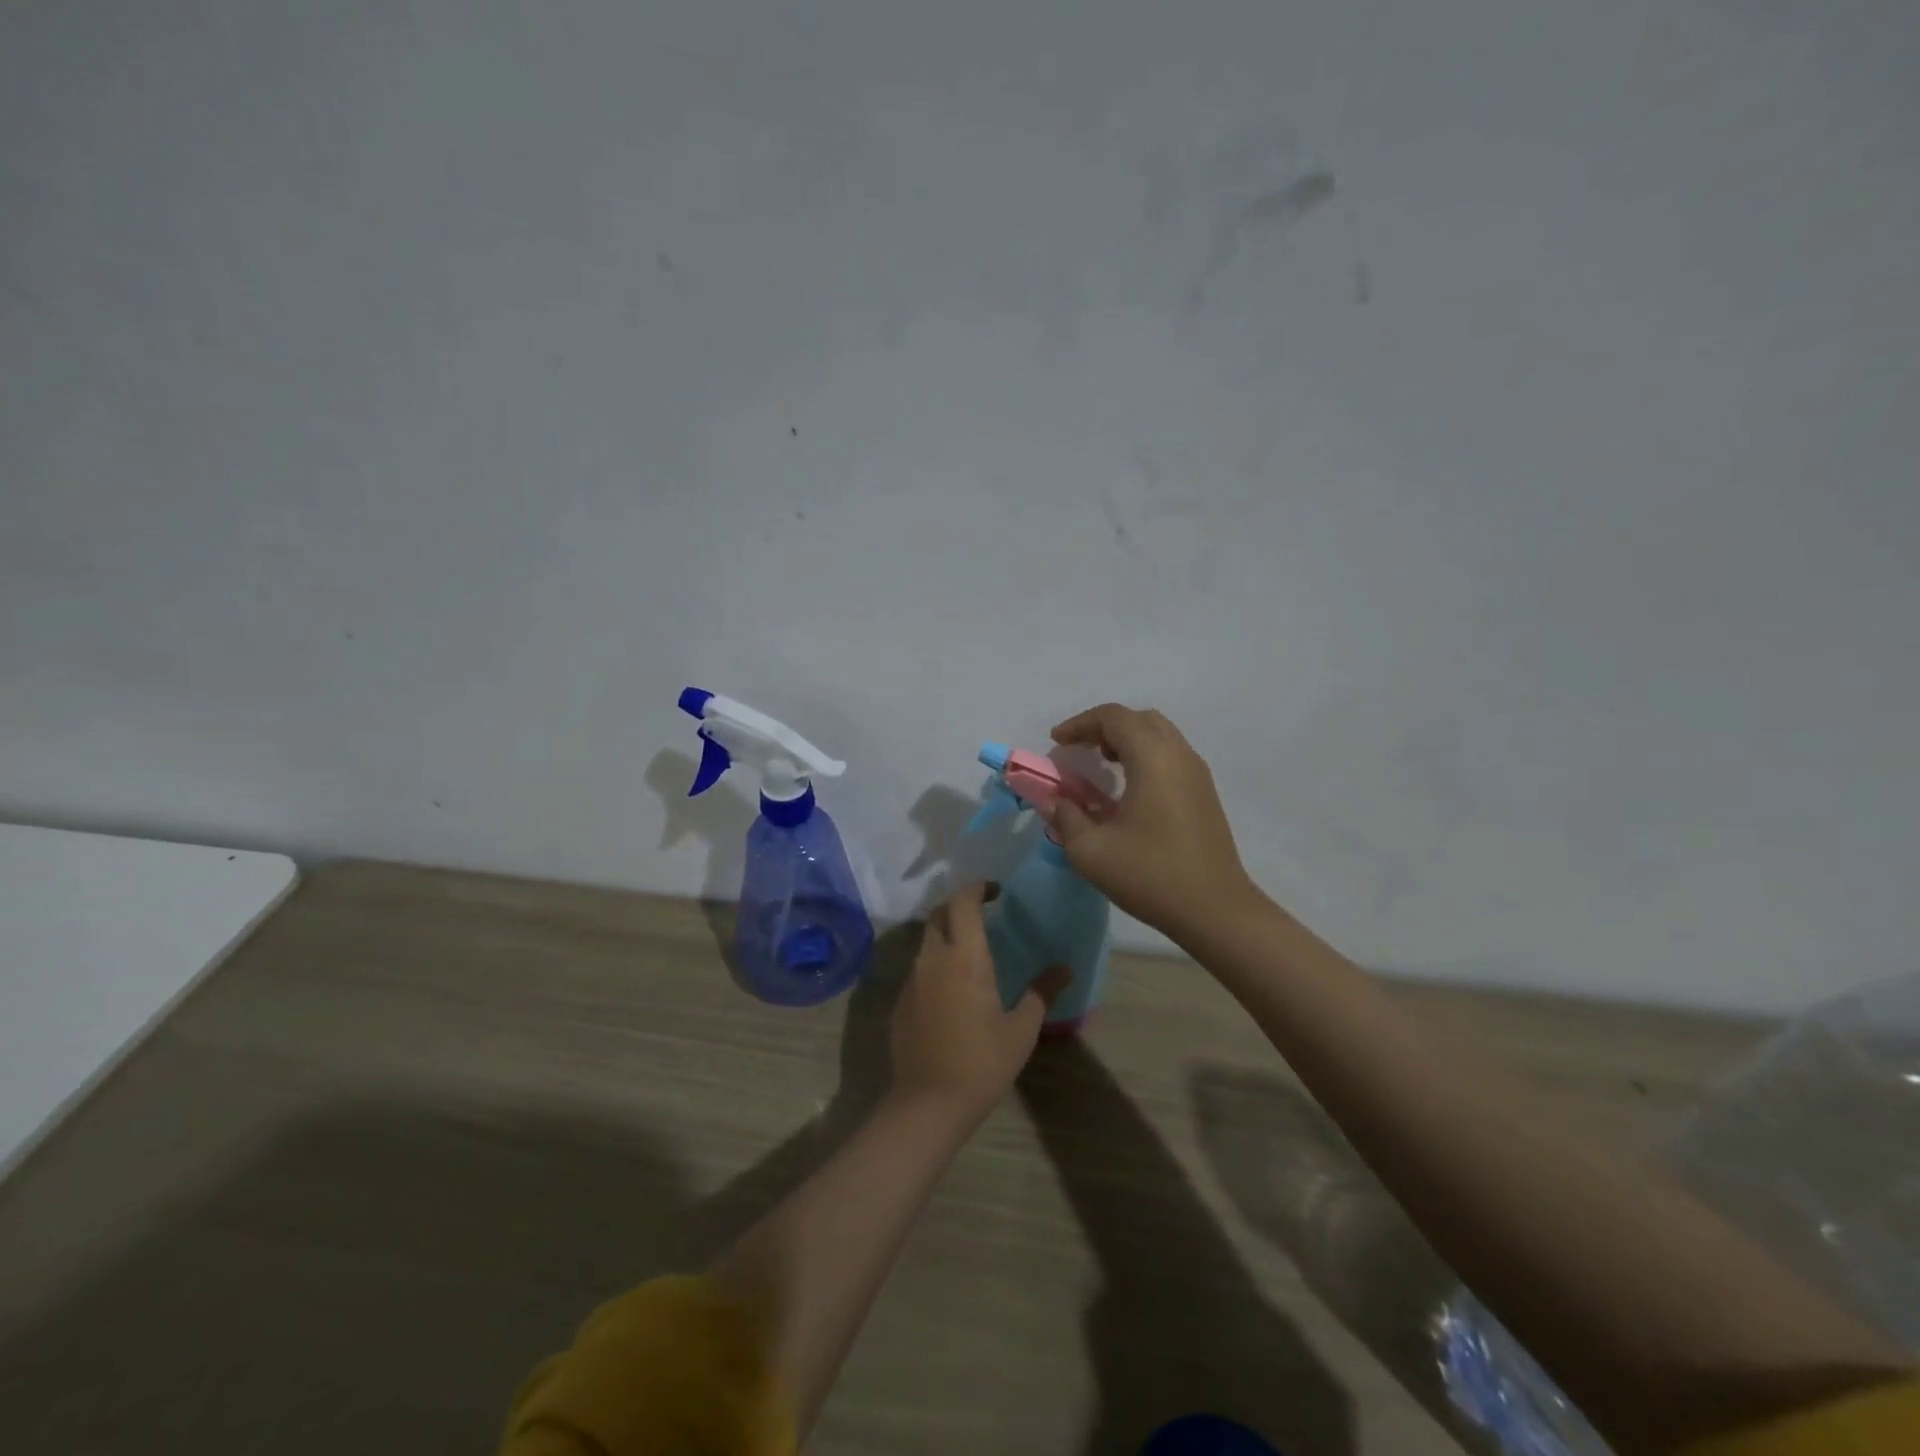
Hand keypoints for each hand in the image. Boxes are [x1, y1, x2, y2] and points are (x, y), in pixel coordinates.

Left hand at [890, 883, 1069, 1123]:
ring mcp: (912, 980)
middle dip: (958, 906)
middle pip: (939, 914)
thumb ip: (1041, 993)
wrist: (928, 1104)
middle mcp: (933, 959)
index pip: (963, 903)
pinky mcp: (901, 1001)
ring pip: (927, 941)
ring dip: (946, 935)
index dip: (976, 888)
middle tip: (983, 914)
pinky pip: (919, 969)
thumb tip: (1064, 969)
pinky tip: (952, 989)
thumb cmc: (982, 1063)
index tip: (994, 890)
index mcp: (965, 958)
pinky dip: (936, 963)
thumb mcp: (1021, 1030)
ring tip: (971, 951)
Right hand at [1049, 704, 1264, 942]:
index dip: (1080, 724)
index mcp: (1152, 758)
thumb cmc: (1150, 875)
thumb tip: (1057, 802)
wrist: (1215, 909)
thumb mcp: (1091, 851)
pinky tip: (1129, 788)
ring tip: (1102, 765)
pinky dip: (1145, 756)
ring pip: (1159, 735)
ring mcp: (1197, 773)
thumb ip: (1066, 818)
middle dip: (1104, 727)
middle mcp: (1179, 755)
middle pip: (1139, 719)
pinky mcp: (1205, 793)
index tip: (1056, 743)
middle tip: (1079, 749)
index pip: (1113, 717)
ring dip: (1127, 740)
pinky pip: (1171, 755)